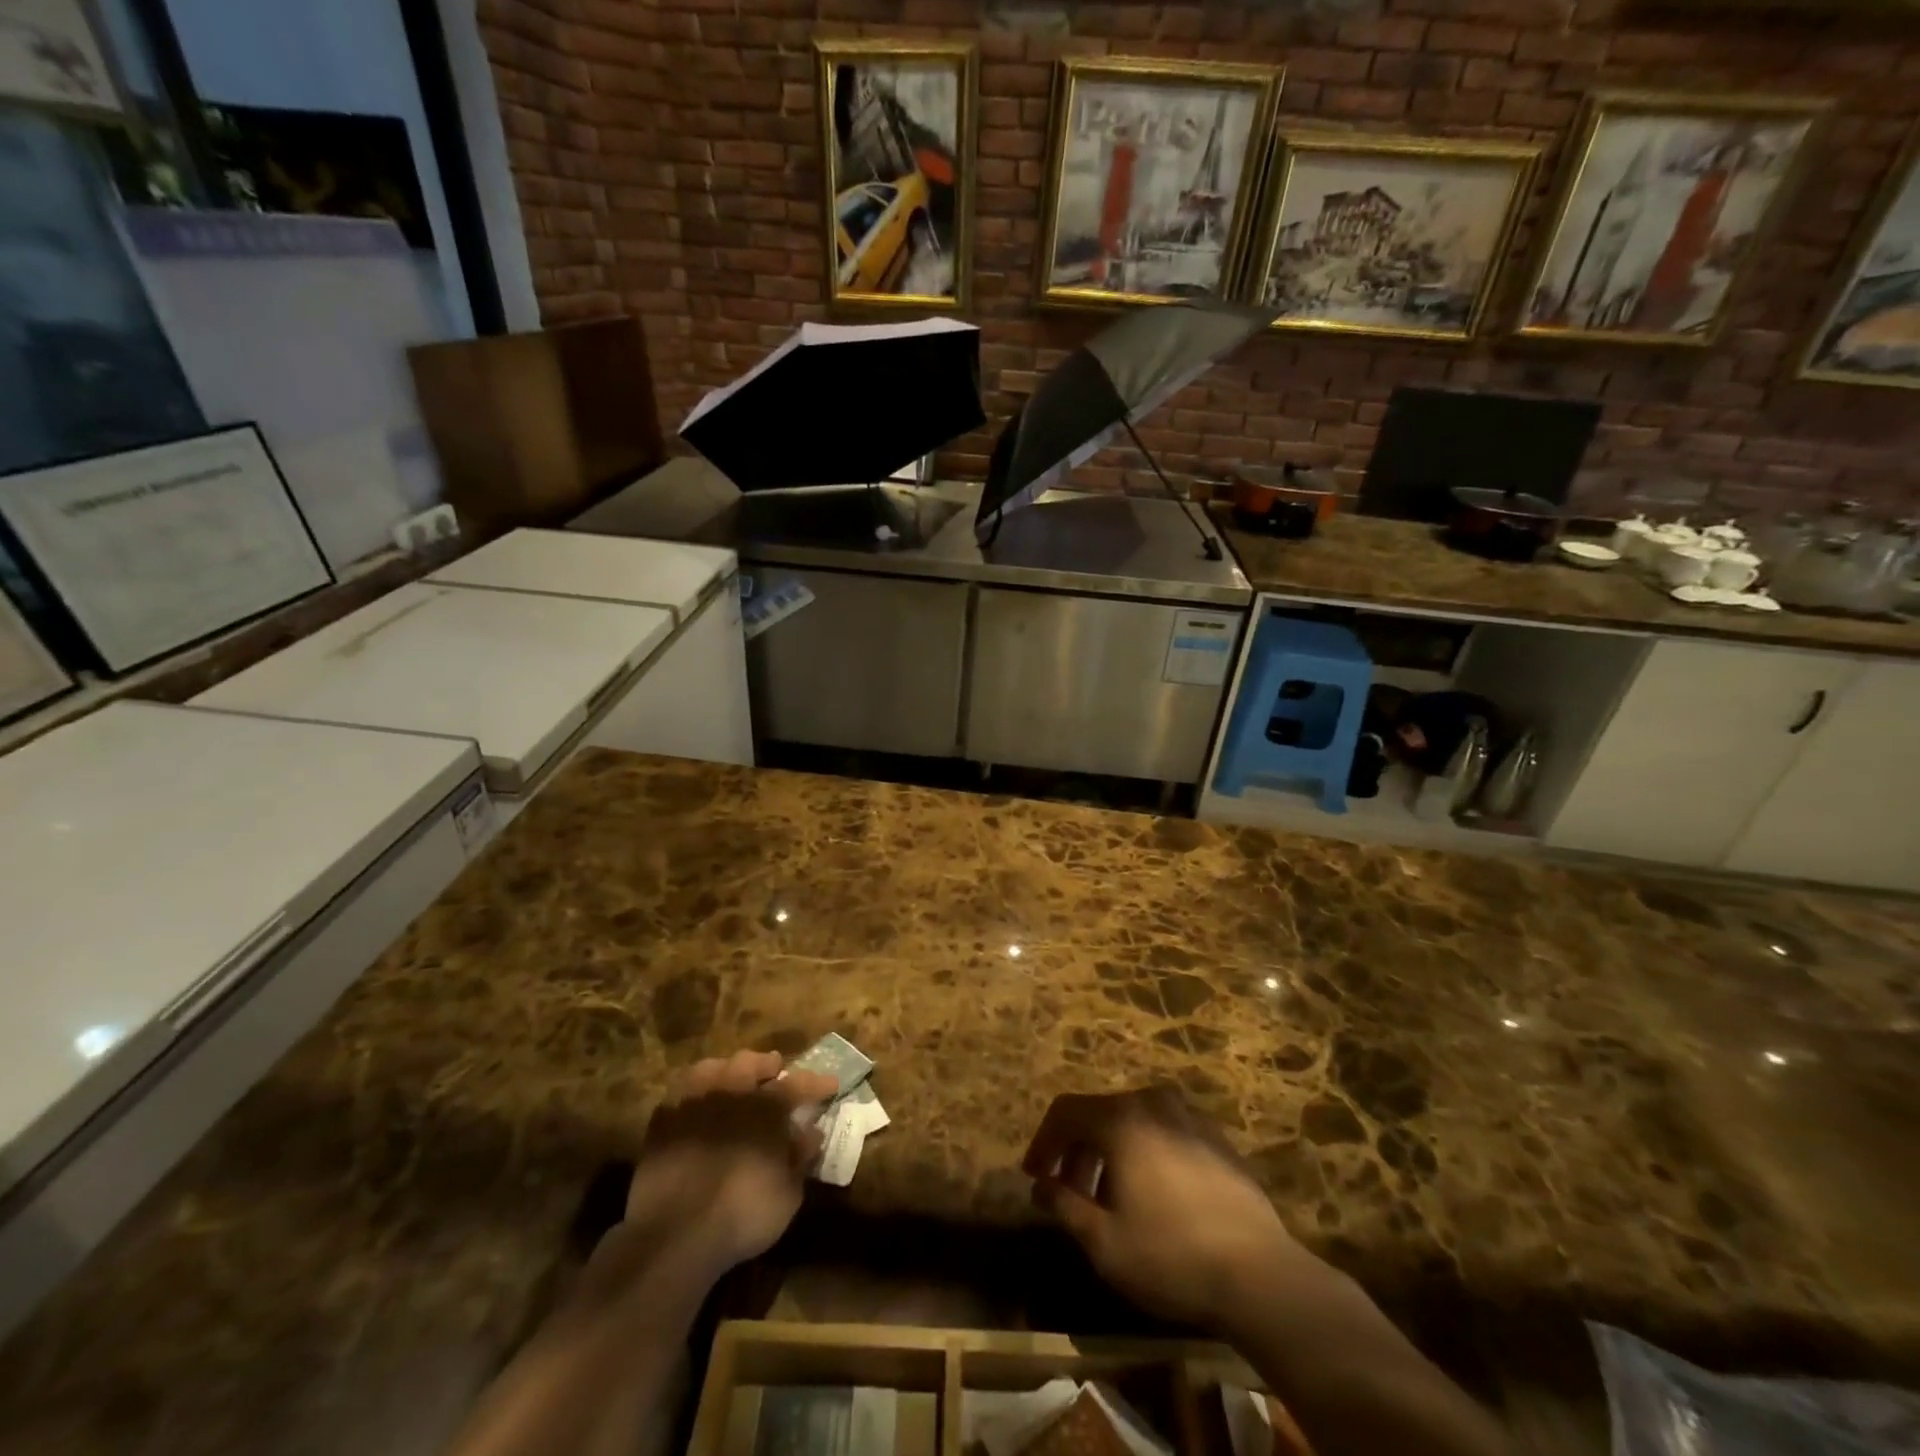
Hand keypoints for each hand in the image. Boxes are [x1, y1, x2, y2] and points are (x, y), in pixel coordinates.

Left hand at [622, 1049, 836, 1282]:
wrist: (674, 1234)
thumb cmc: (742, 1213)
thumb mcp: (787, 1194)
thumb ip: (799, 1158)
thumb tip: (810, 1133)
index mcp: (765, 1106)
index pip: (797, 1083)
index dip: (816, 1082)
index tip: (830, 1084)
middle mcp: (730, 1093)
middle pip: (749, 1062)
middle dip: (765, 1065)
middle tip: (775, 1072)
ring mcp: (692, 1104)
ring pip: (710, 1070)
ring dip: (726, 1071)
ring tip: (732, 1080)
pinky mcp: (661, 1125)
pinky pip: (680, 1098)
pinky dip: (693, 1098)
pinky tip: (696, 1108)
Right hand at [1022, 1086, 1299, 1331]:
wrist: (1260, 1274)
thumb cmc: (1171, 1256)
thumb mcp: (1104, 1242)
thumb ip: (1064, 1206)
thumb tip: (1041, 1186)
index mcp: (1120, 1119)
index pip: (1065, 1112)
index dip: (1043, 1142)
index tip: (1035, 1177)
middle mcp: (1152, 1102)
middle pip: (1099, 1113)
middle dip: (1076, 1150)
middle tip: (1069, 1194)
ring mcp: (1188, 1115)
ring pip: (1132, 1120)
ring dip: (1110, 1151)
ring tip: (1110, 1198)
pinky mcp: (1214, 1135)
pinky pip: (1163, 1129)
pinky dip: (1143, 1150)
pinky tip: (1152, 1192)